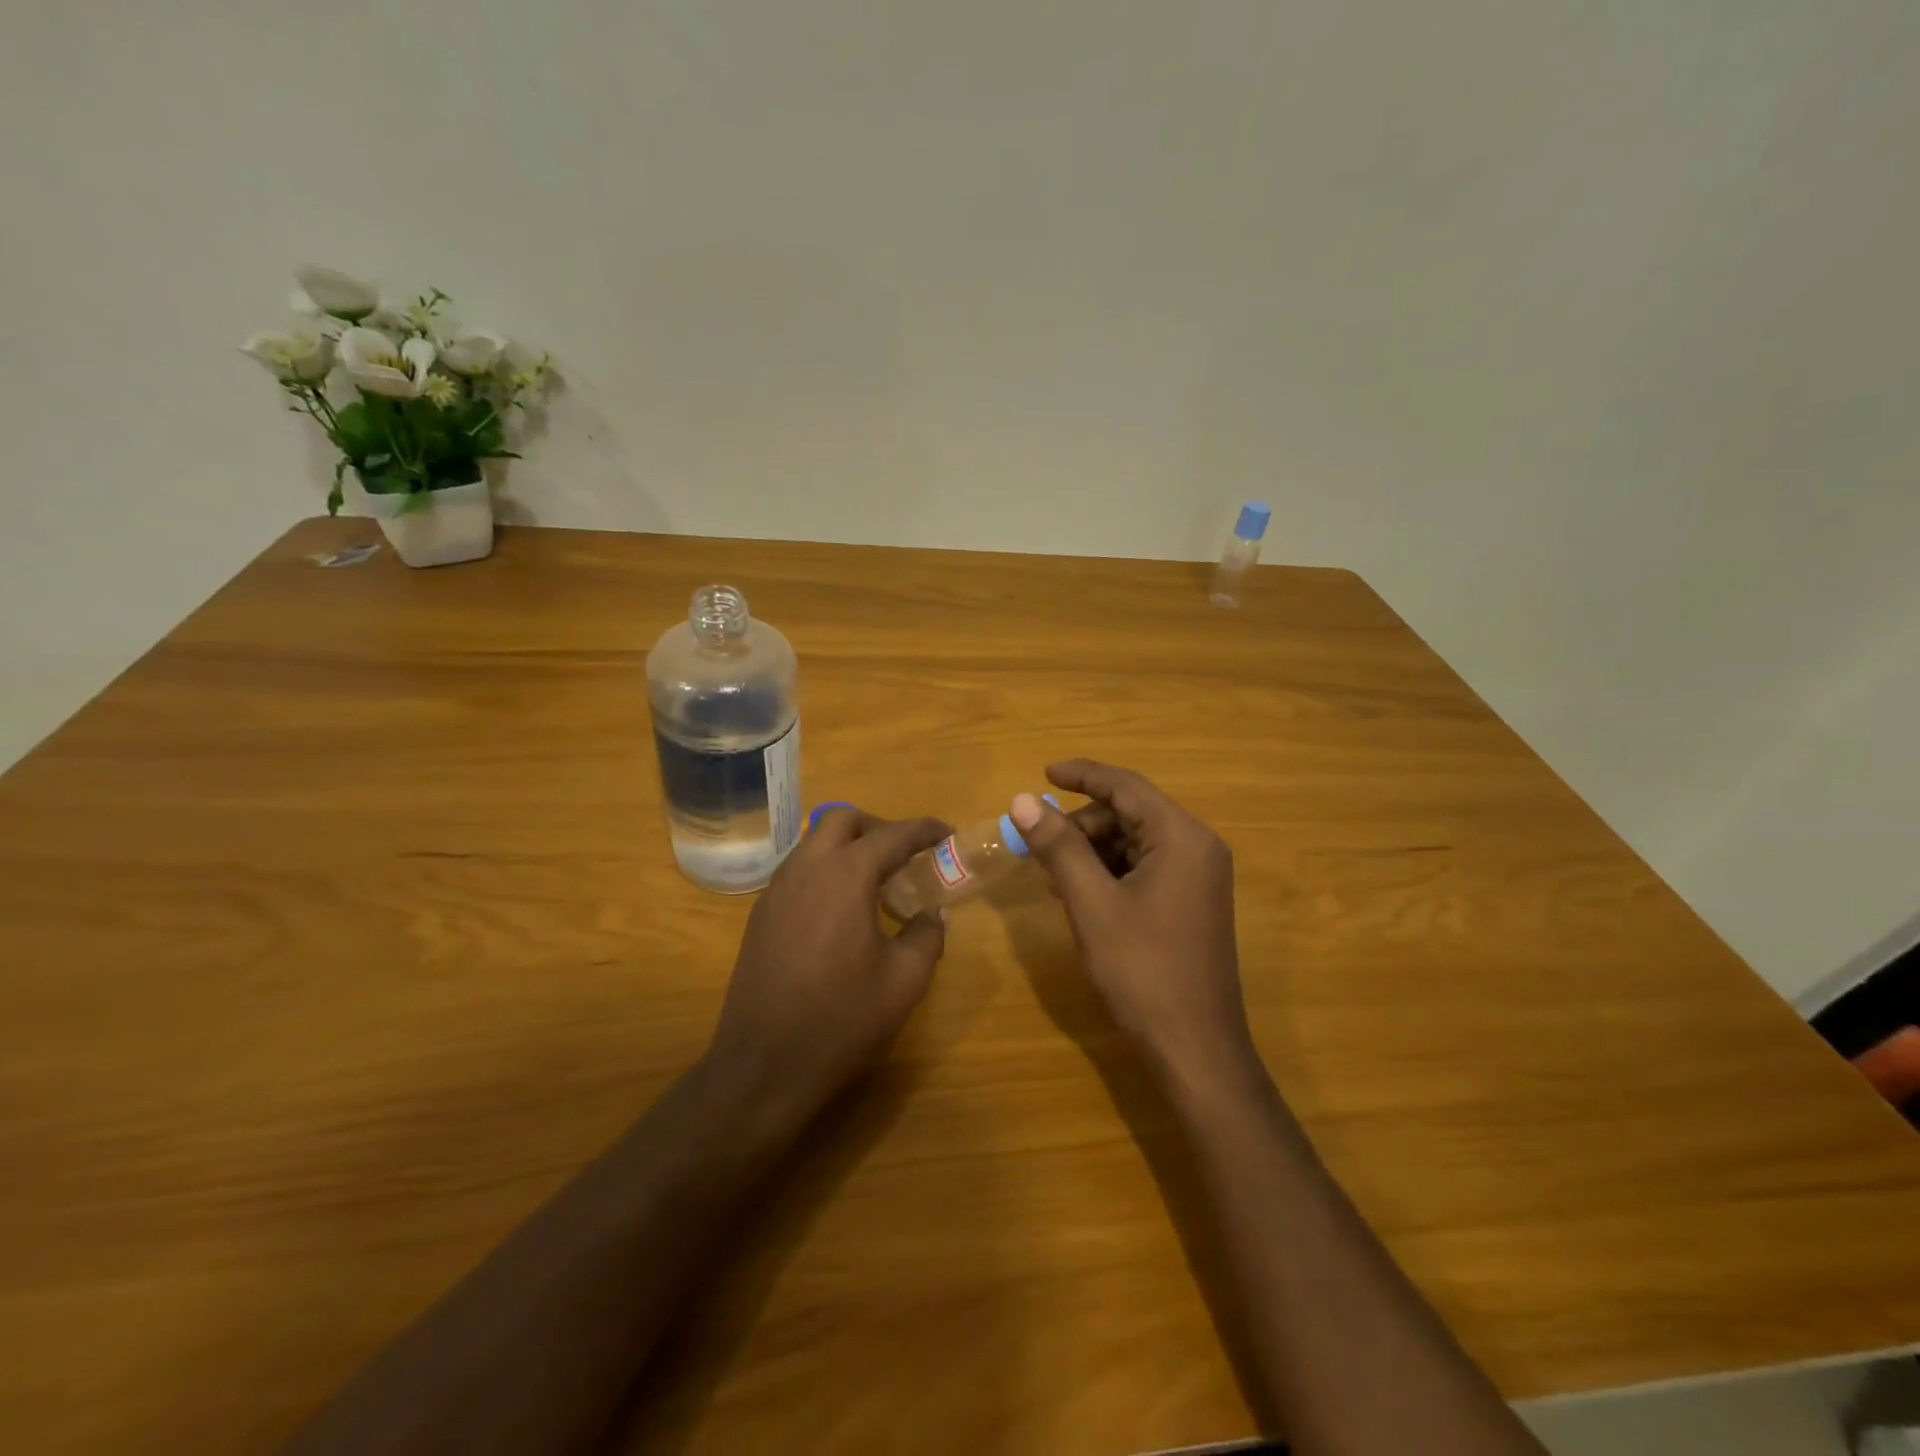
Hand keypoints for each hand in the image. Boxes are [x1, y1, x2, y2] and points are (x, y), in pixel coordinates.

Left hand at [707, 808, 950, 1124]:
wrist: (763, 1066)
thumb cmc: (841, 1019)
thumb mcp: (904, 981)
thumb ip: (927, 936)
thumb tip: (934, 914)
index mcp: (845, 875)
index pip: (893, 834)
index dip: (925, 830)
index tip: (948, 834)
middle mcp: (806, 869)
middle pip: (844, 821)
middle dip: (880, 827)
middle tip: (907, 856)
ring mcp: (776, 890)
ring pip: (815, 843)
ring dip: (849, 847)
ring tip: (877, 883)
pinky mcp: (761, 915)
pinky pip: (799, 871)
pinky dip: (826, 870)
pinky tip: (843, 910)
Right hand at [1009, 760, 1253, 1082]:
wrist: (1195, 1048)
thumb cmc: (1142, 970)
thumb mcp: (1091, 903)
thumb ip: (1058, 846)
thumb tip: (1022, 800)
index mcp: (1181, 837)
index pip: (1126, 786)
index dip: (1082, 775)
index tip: (1042, 773)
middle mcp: (1197, 846)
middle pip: (1130, 812)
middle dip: (1082, 823)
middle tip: (1038, 844)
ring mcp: (1199, 875)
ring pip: (1135, 840)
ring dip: (1092, 849)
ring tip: (1053, 873)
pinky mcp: (1192, 900)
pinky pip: (1145, 866)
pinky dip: (1110, 870)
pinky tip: (1081, 892)